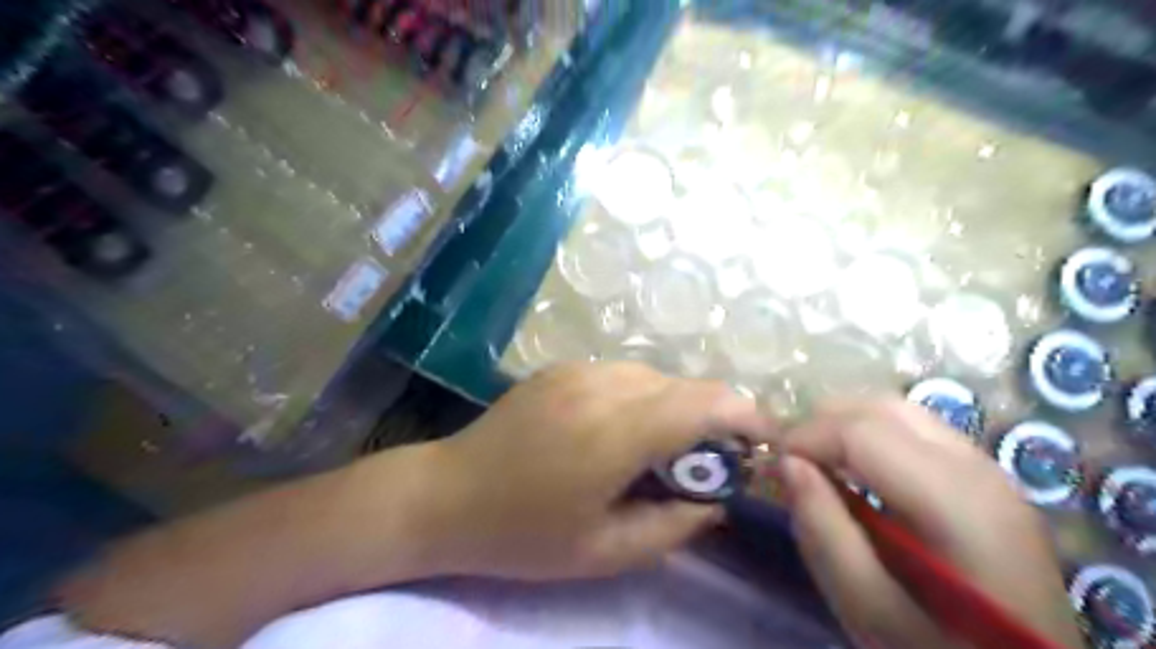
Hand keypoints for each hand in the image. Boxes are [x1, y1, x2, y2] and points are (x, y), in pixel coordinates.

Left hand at [411, 362, 770, 580]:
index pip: (703, 402)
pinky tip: (625, 430)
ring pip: (657, 377)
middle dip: (716, 417)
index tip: (765, 441)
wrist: (447, 494)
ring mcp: (578, 370)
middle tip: (714, 461)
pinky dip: (645, 398)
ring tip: (667, 449)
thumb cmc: (524, 534)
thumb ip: (675, 525)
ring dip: (678, 407)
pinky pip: (624, 375)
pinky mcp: (562, 368)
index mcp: (614, 432)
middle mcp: (602, 386)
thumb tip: (717, 500)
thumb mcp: (606, 551)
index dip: (746, 415)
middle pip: (686, 385)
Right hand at [775, 397, 1083, 648]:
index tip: (772, 462)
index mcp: (956, 503)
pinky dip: (874, 434)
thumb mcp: (869, 609)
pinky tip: (857, 468)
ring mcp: (989, 469)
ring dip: (847, 424)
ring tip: (816, 458)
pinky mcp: (987, 478)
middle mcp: (979, 469)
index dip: (807, 436)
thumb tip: (787, 463)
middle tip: (789, 457)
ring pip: (900, 411)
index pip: (863, 432)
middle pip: (883, 408)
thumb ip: (824, 532)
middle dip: (824, 421)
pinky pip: (917, 430)